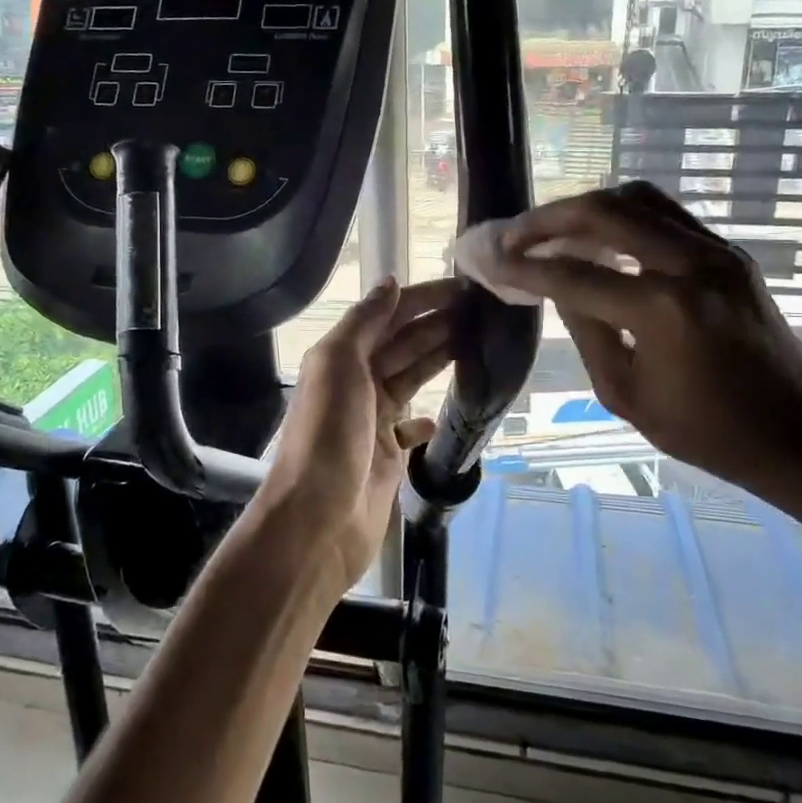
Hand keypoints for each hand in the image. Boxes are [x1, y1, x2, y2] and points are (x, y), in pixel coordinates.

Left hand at [254, 278, 458, 596]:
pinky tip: (442, 411)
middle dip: (438, 324)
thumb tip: (391, 282)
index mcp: (341, 358)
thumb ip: (363, 322)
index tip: (463, 288)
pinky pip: (409, 428)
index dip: (422, 299)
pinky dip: (425, 418)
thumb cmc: (328, 435)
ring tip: (477, 342)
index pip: (388, 317)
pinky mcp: (386, 456)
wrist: (318, 520)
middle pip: (403, 344)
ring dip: (438, 359)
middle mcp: (355, 383)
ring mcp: (372, 420)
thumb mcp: (338, 365)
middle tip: (483, 311)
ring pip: (410, 378)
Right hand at [489, 184, 801, 492]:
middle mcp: (692, 265)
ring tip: (553, 229)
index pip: (575, 274)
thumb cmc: (707, 432)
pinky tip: (600, 238)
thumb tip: (556, 284)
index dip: (525, 266)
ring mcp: (717, 252)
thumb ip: (586, 329)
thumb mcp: (626, 394)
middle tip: (514, 234)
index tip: (490, 259)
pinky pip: (666, 214)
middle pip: (605, 212)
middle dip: (549, 219)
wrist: (800, 435)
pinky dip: (623, 216)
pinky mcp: (730, 253)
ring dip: (587, 207)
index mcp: (663, 311)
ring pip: (638, 198)